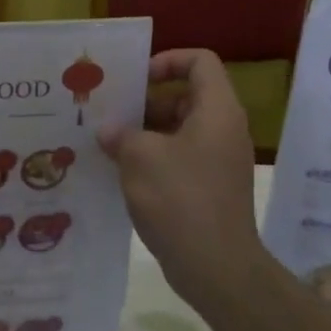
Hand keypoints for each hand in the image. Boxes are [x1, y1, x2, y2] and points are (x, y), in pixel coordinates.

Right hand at [99, 50, 266, 312]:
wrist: (217, 269)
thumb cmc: (181, 199)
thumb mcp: (140, 157)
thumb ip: (120, 134)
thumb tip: (107, 130)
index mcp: (217, 111)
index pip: (201, 62)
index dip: (168, 61)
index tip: (137, 80)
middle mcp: (223, 130)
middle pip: (185, 96)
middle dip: (145, 102)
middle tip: (109, 112)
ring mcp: (218, 161)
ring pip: (178, 130)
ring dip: (144, 133)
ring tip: (106, 142)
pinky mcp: (210, 188)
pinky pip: (180, 158)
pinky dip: (153, 158)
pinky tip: (120, 172)